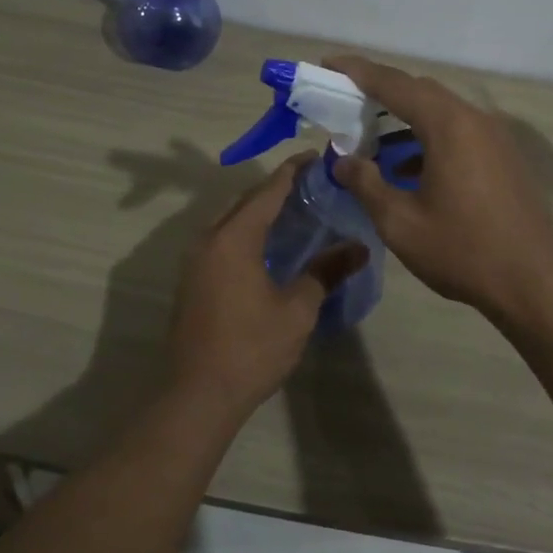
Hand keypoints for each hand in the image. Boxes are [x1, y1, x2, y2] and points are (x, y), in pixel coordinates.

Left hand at [166, 155, 367, 419]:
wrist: (197, 394)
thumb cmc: (251, 347)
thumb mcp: (297, 309)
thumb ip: (325, 271)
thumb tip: (359, 248)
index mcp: (233, 238)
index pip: (267, 191)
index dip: (293, 172)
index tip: (316, 157)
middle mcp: (208, 239)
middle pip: (245, 202)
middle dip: (276, 189)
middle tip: (312, 185)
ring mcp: (195, 260)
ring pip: (231, 221)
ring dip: (259, 211)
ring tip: (295, 211)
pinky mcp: (192, 280)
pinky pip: (222, 240)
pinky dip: (247, 232)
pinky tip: (270, 246)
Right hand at [327, 55, 552, 326]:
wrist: (536, 284)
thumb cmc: (464, 251)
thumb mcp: (401, 223)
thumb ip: (366, 184)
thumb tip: (341, 161)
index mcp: (448, 126)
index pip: (394, 84)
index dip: (357, 72)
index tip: (328, 64)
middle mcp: (474, 119)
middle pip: (420, 91)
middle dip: (380, 92)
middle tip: (344, 101)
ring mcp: (494, 137)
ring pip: (440, 112)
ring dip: (404, 118)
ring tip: (370, 138)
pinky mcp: (504, 156)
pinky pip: (458, 132)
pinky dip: (428, 138)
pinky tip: (408, 168)